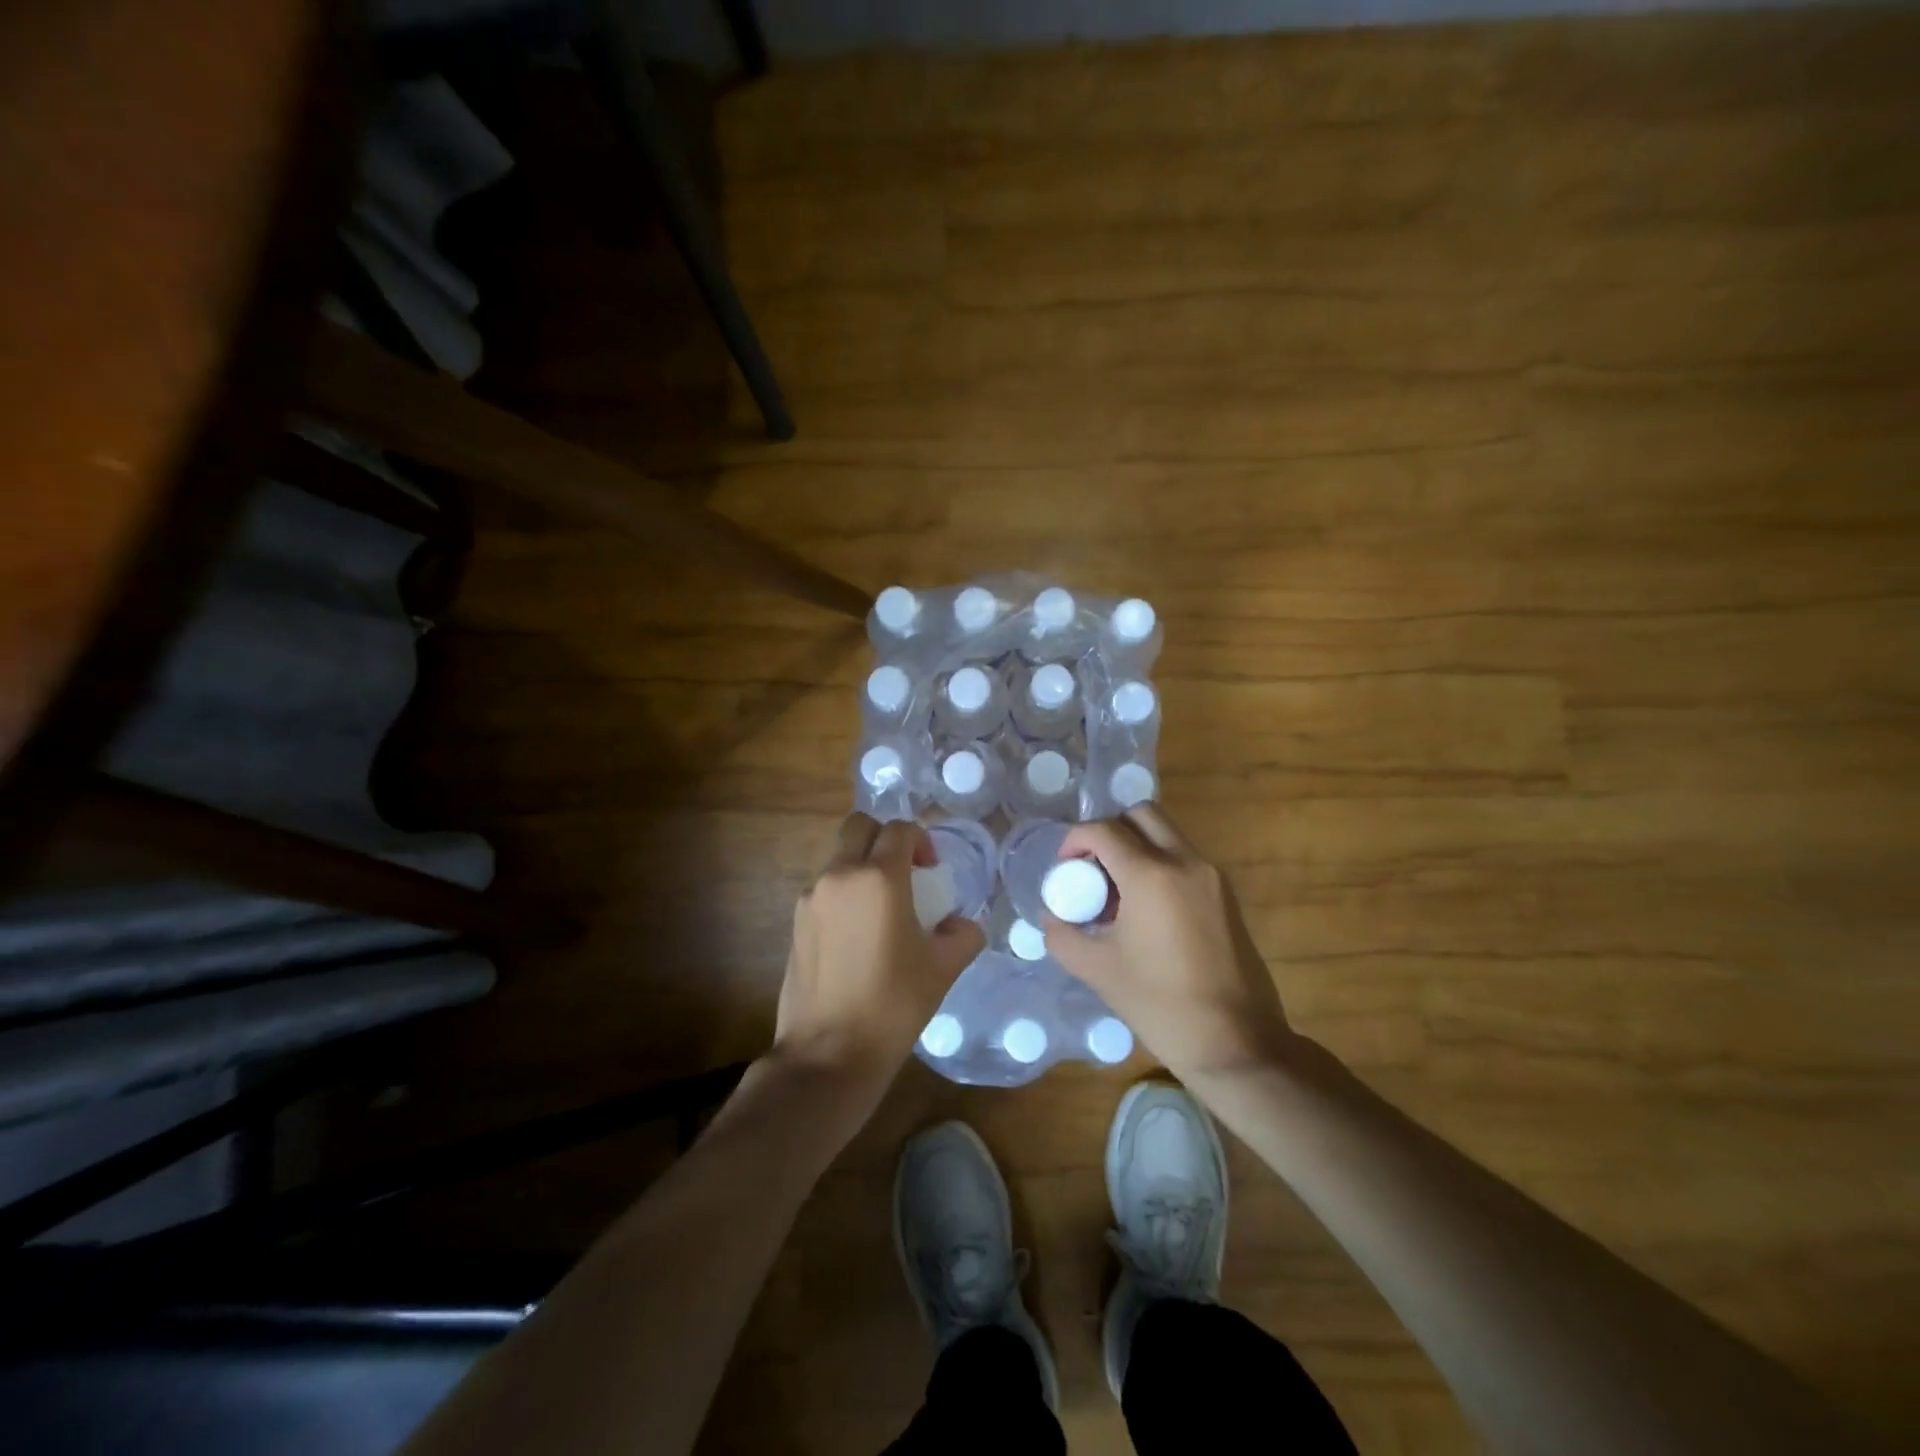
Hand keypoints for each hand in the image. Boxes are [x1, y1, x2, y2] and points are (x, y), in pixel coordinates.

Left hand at [772, 814, 984, 1098]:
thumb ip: (962, 935)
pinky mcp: (795, 921)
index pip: (900, 830)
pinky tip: (858, 932)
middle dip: (885, 838)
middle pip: (860, 826)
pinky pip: (824, 886)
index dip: (921, 840)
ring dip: (862, 864)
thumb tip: (963, 924)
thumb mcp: (942, 969)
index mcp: (878, 878)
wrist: (828, 1054)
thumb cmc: (892, 1007)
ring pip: (838, 855)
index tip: (933, 869)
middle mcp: (839, 875)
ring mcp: (811, 897)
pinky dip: (844, 890)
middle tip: (905, 872)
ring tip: (882, 907)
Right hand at [1043, 804, 1296, 1082]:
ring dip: (1136, 847)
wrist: (1237, 1043)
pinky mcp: (1226, 895)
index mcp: (1151, 875)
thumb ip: (1062, 934)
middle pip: (1141, 814)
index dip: (1075, 840)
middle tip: (1093, 868)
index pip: (1104, 830)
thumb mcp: (1097, 970)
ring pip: (1166, 834)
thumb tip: (1052, 914)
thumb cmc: (1160, 1005)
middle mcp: (1185, 862)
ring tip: (1118, 894)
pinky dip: (1159, 865)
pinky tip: (1146, 911)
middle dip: (1109, 831)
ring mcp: (1212, 876)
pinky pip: (1184, 858)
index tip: (1064, 868)